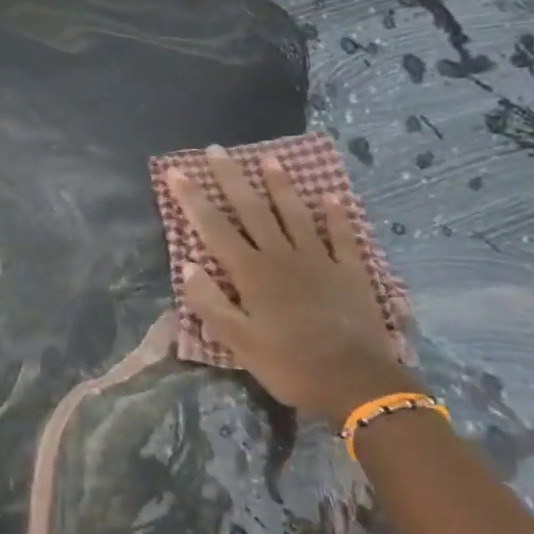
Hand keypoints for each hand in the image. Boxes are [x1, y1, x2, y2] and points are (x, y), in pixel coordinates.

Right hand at [167, 152, 415, 426]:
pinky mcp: (350, 271)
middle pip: (252, 210)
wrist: (357, 383)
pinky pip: (342, 236)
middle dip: (231, 179)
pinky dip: (337, 215)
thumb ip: (210, 303)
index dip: (193, 198)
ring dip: (281, 186)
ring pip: (295, 214)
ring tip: (269, 159)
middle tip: (217, 150)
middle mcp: (282, 256)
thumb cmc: (289, 364)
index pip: (214, 227)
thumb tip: (187, 265)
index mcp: (251, 273)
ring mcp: (319, 260)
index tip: (177, 171)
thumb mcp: (238, 342)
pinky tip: (333, 197)